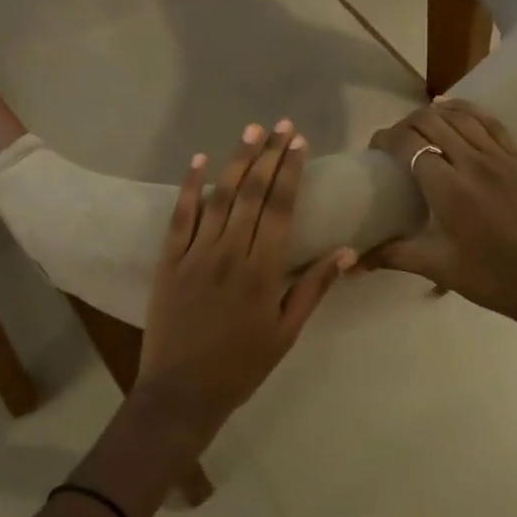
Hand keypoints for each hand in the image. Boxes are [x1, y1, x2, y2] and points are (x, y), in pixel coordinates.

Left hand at [134, 120, 354, 448]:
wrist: (181, 391)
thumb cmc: (241, 366)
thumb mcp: (286, 333)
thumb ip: (313, 288)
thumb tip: (347, 252)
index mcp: (263, 271)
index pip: (281, 208)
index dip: (291, 172)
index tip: (300, 142)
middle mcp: (230, 252)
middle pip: (252, 193)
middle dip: (270, 155)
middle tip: (281, 125)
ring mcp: (196, 252)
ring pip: (220, 197)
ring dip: (237, 160)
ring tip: (252, 131)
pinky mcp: (169, 258)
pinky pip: (181, 215)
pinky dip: (191, 186)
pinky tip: (199, 160)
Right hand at [366, 99, 516, 360]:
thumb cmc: (494, 279)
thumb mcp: (438, 267)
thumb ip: (393, 255)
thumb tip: (353, 260)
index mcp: (449, 189)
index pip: (409, 144)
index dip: (386, 139)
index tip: (375, 150)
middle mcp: (473, 164)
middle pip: (431, 122)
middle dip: (405, 124)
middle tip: (394, 143)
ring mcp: (501, 159)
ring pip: (460, 117)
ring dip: (434, 114)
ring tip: (419, 127)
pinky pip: (491, 123)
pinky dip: (468, 111)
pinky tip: (454, 110)